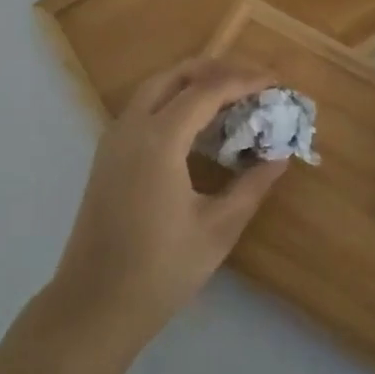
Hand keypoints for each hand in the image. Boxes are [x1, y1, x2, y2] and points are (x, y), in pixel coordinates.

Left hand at [45, 58, 288, 355]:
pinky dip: (172, 101)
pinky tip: (197, 125)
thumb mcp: (217, 229)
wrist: (94, 304)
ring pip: (154, 88)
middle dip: (216, 69)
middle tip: (253, 82)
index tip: (276, 81)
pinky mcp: (107, 156)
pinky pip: (142, 109)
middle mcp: (130, 127)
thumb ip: (251, 186)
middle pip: (174, 75)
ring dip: (191, 83)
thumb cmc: (160, 269)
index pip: (206, 90)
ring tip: (231, 96)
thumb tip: (280, 156)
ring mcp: (113, 139)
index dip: (244, 80)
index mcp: (158, 139)